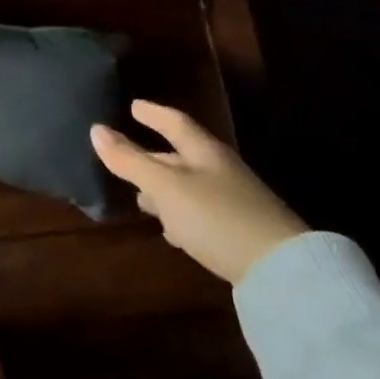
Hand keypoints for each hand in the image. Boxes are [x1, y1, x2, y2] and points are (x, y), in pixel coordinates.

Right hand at [91, 100, 306, 285]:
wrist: (284, 273)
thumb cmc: (217, 217)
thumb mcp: (166, 187)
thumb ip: (130, 161)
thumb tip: (95, 129)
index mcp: (204, 151)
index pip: (174, 122)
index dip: (153, 113)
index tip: (133, 105)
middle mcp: (220, 171)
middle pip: (181, 156)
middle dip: (153, 156)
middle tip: (126, 156)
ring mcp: (233, 203)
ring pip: (190, 187)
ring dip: (165, 190)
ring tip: (142, 199)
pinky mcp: (240, 234)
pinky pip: (201, 215)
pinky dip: (181, 216)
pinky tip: (174, 232)